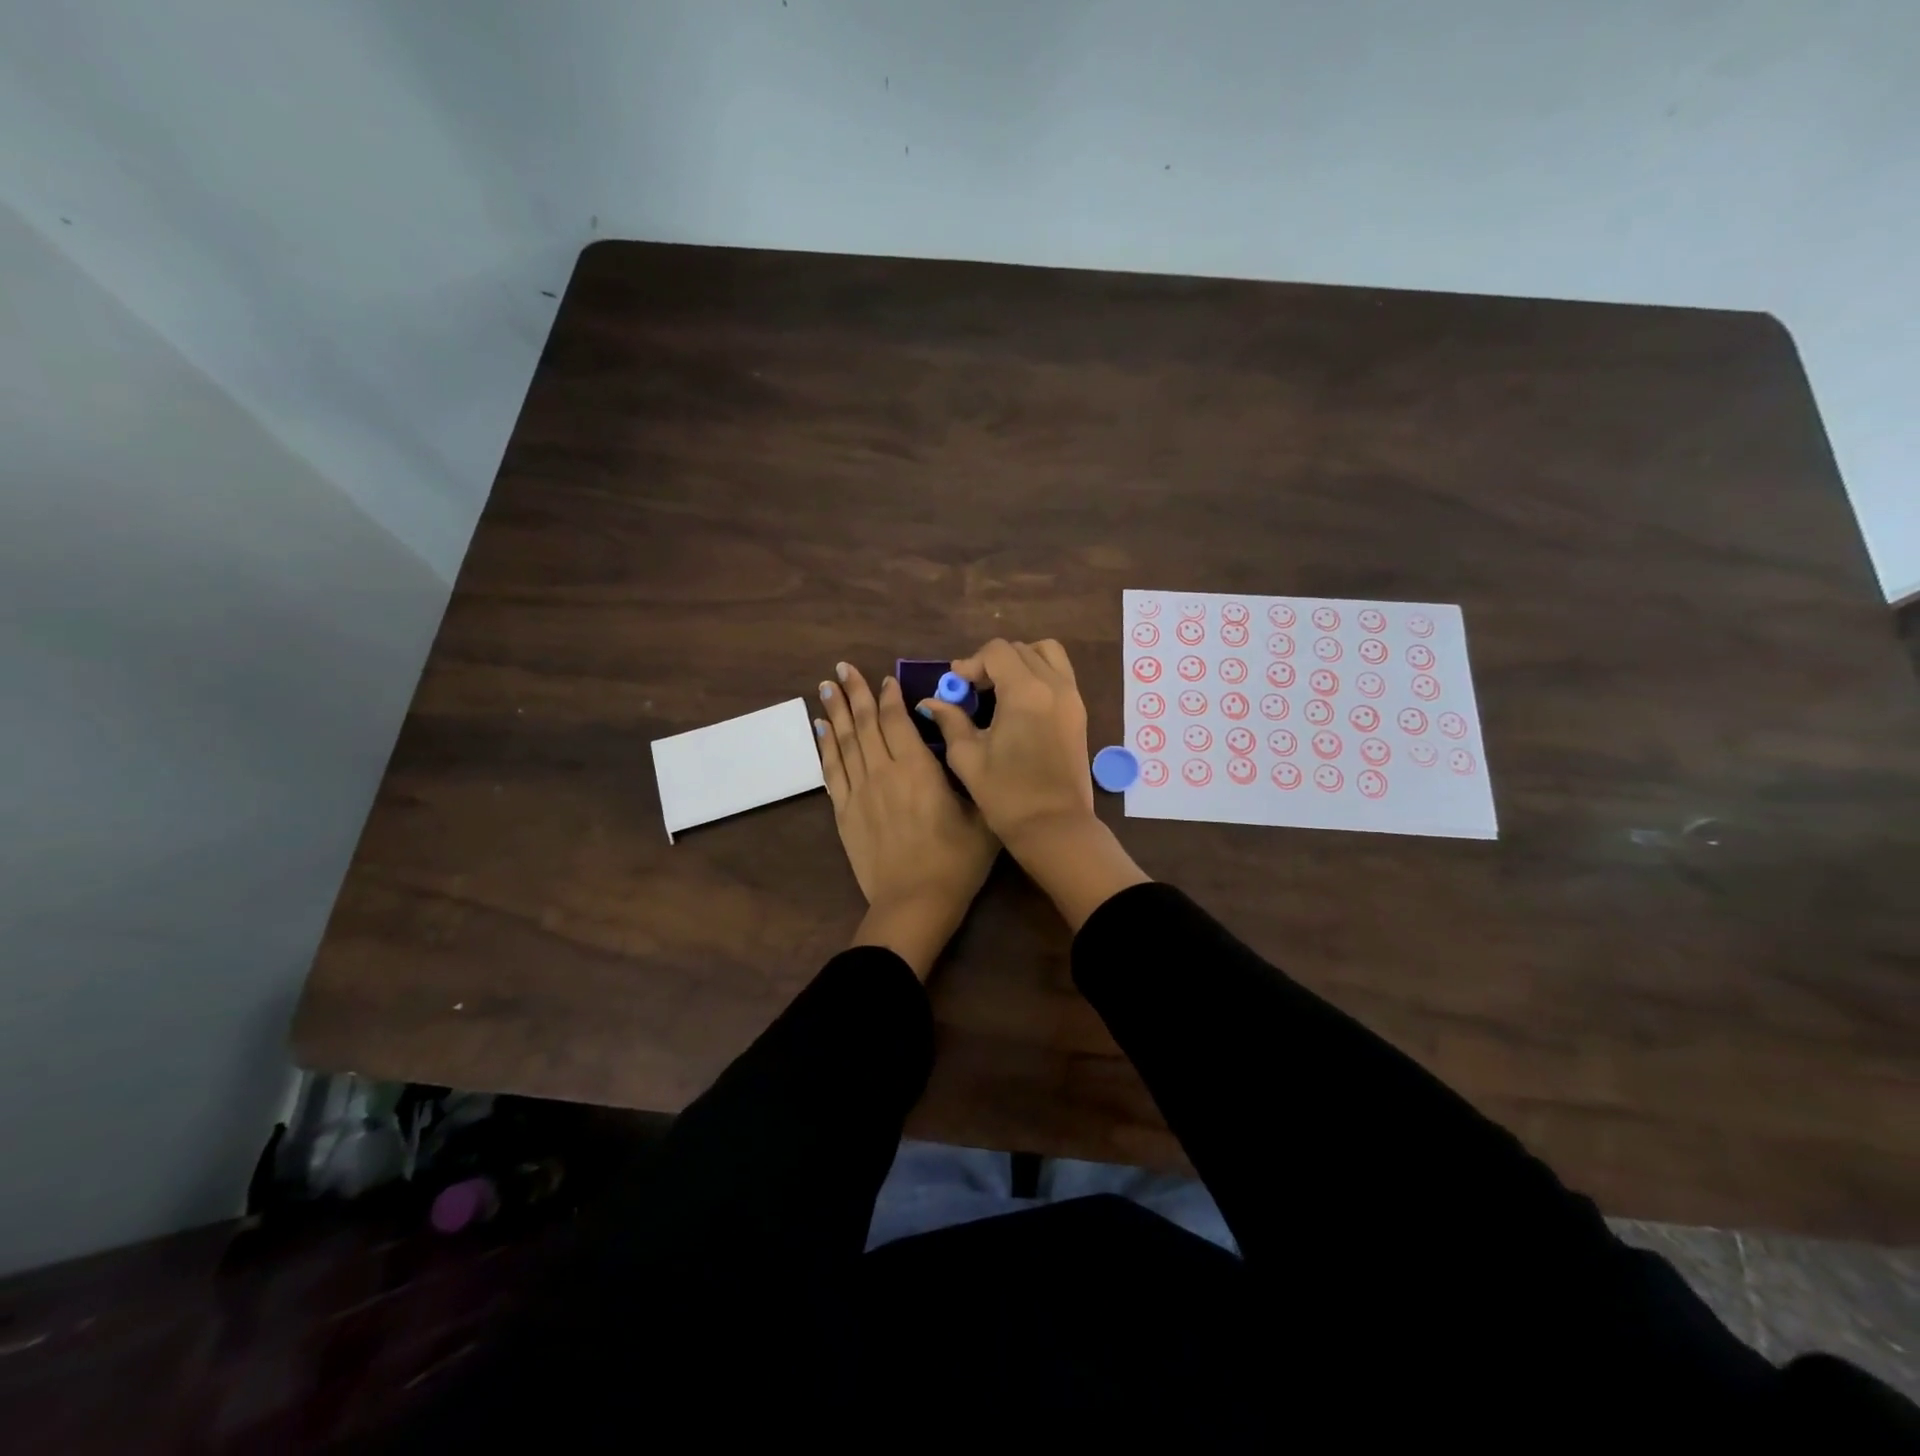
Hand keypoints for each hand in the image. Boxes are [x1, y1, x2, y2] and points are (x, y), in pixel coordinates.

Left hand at [816, 662, 999, 977]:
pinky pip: (831, 771)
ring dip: (835, 712)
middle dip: (854, 692)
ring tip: (824, 687)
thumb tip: (963, 743)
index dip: (889, 696)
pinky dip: (824, 747)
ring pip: (844, 742)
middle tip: (841, 668)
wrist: (914, 903)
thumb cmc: (956, 861)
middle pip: (864, 723)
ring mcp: (859, 792)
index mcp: (917, 768)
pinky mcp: (844, 813)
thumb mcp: (982, 814)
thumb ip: (971, 774)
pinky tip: (820, 730)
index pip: (897, 720)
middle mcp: (883, 771)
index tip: (883, 678)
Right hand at [915, 639, 1095, 844]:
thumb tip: (931, 702)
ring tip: (1000, 689)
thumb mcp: (967, 757)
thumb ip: (950, 721)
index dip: (971, 663)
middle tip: (973, 690)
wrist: (1054, 827)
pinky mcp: (1080, 713)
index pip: (997, 651)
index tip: (956, 686)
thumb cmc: (1006, 795)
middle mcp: (1054, 685)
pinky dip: (1039, 675)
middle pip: (1020, 650)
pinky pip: (1060, 674)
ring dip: (1020, 662)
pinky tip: (1019, 704)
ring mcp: (1072, 698)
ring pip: (1047, 654)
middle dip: (993, 662)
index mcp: (1025, 692)